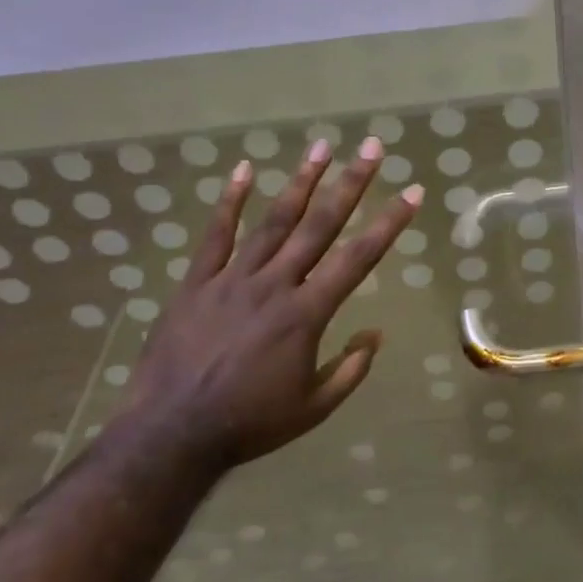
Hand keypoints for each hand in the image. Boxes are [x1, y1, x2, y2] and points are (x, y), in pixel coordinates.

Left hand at [121, 137, 420, 466]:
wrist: (170, 436)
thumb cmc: (248, 424)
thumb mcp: (312, 409)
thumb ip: (349, 370)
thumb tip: (375, 335)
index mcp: (306, 314)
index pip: (358, 258)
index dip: (389, 223)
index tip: (412, 192)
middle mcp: (275, 284)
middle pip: (320, 224)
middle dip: (351, 182)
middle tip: (372, 147)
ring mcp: (233, 279)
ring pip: (274, 221)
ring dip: (301, 181)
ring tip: (322, 145)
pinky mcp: (197, 283)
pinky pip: (215, 235)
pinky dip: (229, 201)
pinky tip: (242, 170)